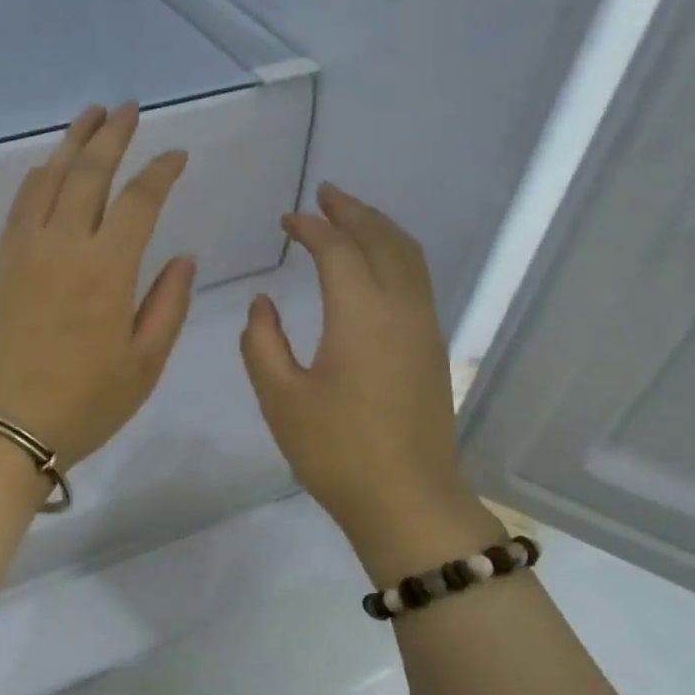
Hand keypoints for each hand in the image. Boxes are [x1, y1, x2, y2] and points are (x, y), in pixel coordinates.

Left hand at [0, 103, 196, 466]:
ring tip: (91, 117)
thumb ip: (168, 304)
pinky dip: (38, 177)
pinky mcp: (2, 263)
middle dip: (113, 135)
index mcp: (108, 270)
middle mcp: (64, 246)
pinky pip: (20, 204)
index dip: (161, 171)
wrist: (6, 426)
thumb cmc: (85, 402)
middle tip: (129, 108)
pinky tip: (48, 168)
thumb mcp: (145, 363)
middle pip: (89, 173)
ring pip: (49, 179)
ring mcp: (26, 251)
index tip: (178, 155)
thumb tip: (183, 256)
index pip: (139, 200)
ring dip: (72, 143)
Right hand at [241, 182, 500, 580]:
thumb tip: (263, 303)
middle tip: (325, 194)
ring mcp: (424, 328)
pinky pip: (417, 280)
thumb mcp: (280, 398)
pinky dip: (394, 255)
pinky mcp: (432, 348)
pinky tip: (375, 267)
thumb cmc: (336, 451)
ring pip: (409, 257)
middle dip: (354, 211)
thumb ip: (262, 342)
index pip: (338, 250)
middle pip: (383, 240)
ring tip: (351, 217)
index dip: (311, 228)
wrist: (407, 500)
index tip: (286, 219)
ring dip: (379, 229)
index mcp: (361, 315)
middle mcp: (401, 309)